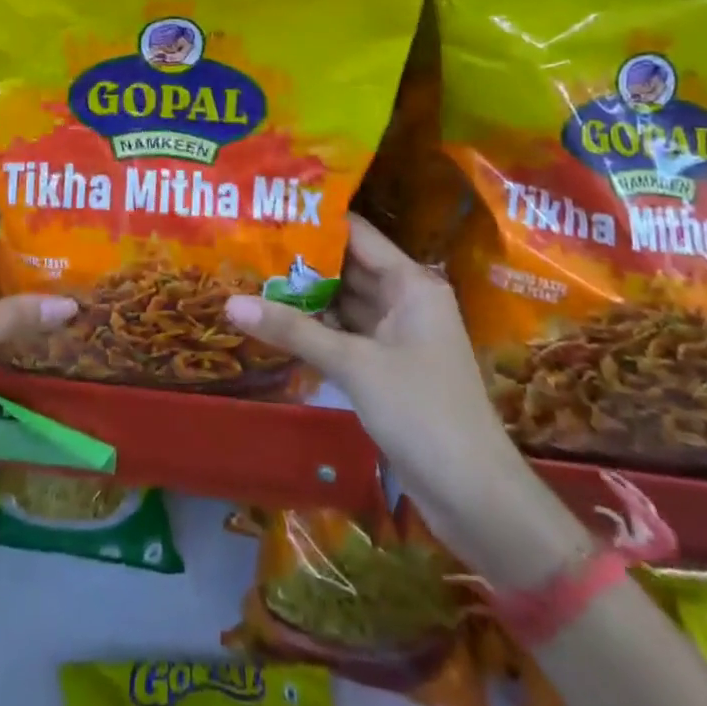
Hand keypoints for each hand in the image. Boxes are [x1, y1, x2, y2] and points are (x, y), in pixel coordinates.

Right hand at [226, 217, 584, 581]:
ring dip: (305, 296)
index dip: (316, 221)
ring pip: (345, 303)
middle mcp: (406, 300)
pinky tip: (276, 321)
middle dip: (302, 259)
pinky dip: (316, 329)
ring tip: (251, 275)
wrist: (476, 497)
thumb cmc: (422, 412)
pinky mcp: (388, 368)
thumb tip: (230, 303)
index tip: (269, 208)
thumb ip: (293, 330)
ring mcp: (398, 336)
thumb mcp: (354, 365)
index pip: (358, 235)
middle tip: (248, 243)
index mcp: (411, 284)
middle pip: (348, 267)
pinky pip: (347, 335)